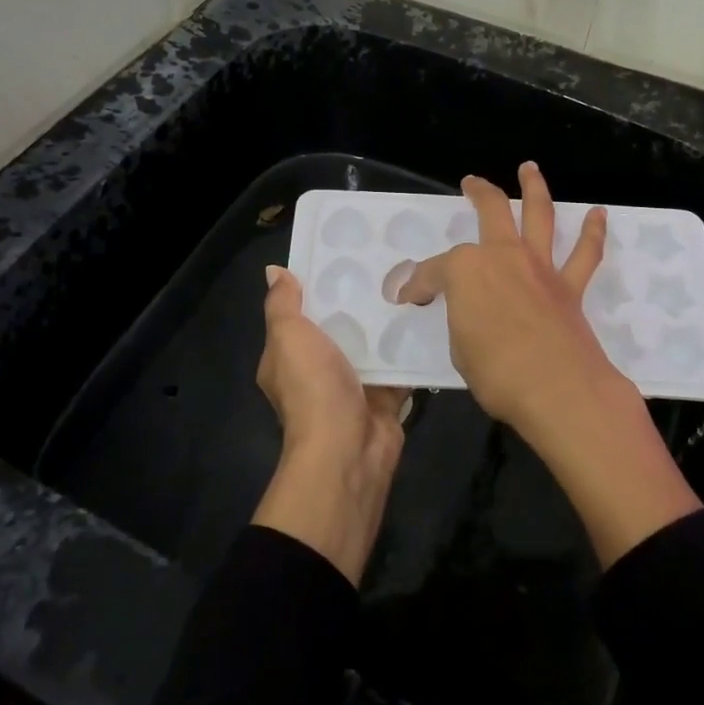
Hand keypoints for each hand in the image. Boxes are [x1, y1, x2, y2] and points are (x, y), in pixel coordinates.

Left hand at [250, 266, 408, 584]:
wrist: (347, 450)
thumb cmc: (312, 388)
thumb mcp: (288, 337)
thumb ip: (282, 305)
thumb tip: (274, 271)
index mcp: (288, 357)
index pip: (300, 313)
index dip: (316, 285)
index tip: (342, 253)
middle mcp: (318, 371)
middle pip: (339, 326)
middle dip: (358, 300)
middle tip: (387, 262)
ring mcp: (353, 384)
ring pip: (371, 344)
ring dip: (387, 322)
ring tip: (413, 281)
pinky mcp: (385, 395)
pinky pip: (399, 364)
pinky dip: (410, 347)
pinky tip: (429, 317)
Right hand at [399, 162, 700, 566]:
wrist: (559, 390)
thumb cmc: (497, 373)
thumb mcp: (459, 349)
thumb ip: (461, 321)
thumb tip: (466, 314)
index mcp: (466, 270)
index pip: (434, 272)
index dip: (418, 284)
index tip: (410, 297)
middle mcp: (503, 256)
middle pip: (490, 210)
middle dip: (479, 192)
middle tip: (471, 182)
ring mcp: (539, 267)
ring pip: (539, 215)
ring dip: (534, 188)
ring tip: (529, 168)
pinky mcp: (569, 287)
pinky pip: (585, 253)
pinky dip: (593, 231)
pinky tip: (598, 214)